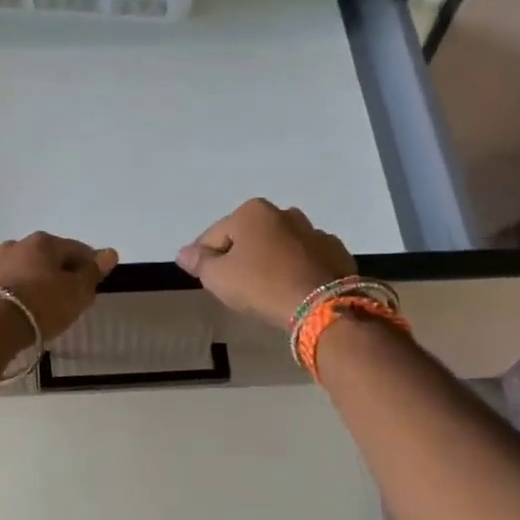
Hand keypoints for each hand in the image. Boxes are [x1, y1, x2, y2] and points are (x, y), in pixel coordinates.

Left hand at [0, 232, 119, 343]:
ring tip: (29, 295)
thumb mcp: (76, 294)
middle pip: (44, 254)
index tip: (94, 282)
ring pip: (13, 259)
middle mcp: (16, 244)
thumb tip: (109, 252)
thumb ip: (92, 273)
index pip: (76, 249)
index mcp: (45, 243)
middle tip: (64, 294)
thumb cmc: (41, 307)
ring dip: (24, 271)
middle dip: (55, 269)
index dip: (88, 264)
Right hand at [177, 199, 357, 329]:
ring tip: (267, 290)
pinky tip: (293, 290)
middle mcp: (284, 213)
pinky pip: (306, 259)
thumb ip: (199, 262)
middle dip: (241, 256)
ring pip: (280, 246)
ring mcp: (314, 232)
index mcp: (252, 212)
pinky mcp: (336, 253)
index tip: (206, 280)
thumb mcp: (218, 277)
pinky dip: (297, 269)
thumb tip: (184, 253)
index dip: (206, 258)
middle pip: (250, 237)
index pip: (215, 235)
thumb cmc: (261, 285)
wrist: (322, 306)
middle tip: (236, 286)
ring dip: (271, 261)